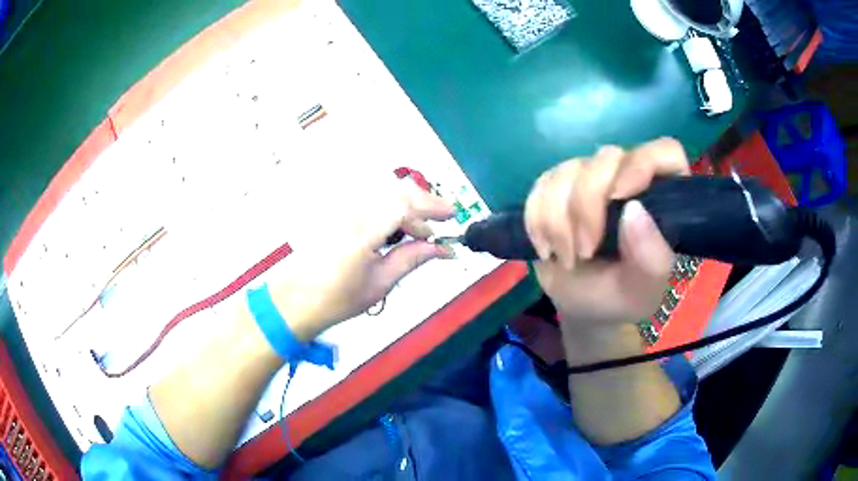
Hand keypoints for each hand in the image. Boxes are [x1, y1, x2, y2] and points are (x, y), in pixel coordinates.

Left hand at [267, 178, 454, 341]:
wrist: (294, 300)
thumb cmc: (336, 299)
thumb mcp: (380, 283)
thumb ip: (412, 259)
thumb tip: (443, 249)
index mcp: (361, 232)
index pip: (403, 204)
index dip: (432, 206)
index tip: (452, 216)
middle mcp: (350, 211)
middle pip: (394, 190)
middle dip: (422, 202)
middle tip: (439, 223)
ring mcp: (339, 208)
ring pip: (381, 191)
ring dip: (406, 204)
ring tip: (418, 231)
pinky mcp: (334, 210)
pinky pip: (368, 198)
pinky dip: (388, 206)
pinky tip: (394, 228)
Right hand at [524, 138, 689, 326]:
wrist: (583, 304)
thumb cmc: (622, 295)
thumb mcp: (644, 289)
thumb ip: (650, 258)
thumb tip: (633, 212)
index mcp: (663, 197)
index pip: (665, 153)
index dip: (642, 165)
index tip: (621, 198)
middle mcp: (628, 176)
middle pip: (607, 158)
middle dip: (587, 206)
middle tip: (584, 252)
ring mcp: (591, 178)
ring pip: (568, 170)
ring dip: (558, 220)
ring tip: (567, 258)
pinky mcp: (559, 186)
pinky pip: (541, 185)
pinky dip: (537, 219)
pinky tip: (546, 248)